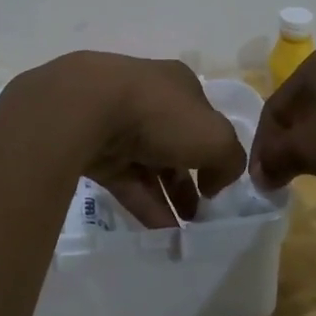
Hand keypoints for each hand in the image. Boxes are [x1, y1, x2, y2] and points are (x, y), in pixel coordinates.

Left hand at [16, 52, 246, 227]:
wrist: (86, 108)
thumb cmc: (159, 114)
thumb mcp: (215, 137)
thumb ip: (229, 161)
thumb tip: (215, 182)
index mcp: (178, 83)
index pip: (203, 118)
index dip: (213, 150)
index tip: (217, 184)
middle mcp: (147, 97)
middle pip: (174, 142)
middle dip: (189, 179)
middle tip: (200, 212)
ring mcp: (116, 120)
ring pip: (147, 163)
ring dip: (167, 196)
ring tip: (181, 231)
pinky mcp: (92, 146)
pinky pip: (123, 178)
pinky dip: (142, 203)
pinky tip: (158, 231)